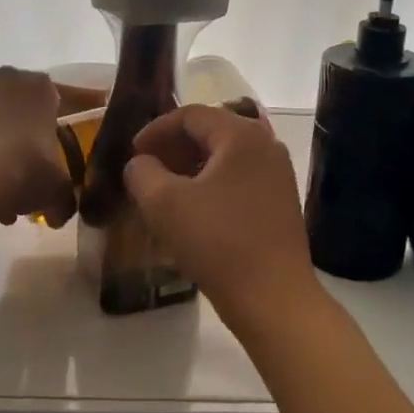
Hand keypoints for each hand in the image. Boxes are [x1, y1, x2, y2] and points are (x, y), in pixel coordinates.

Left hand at [0, 68, 74, 228]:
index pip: (56, 103)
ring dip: (1, 153)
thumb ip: (65, 199)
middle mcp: (9, 80)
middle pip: (24, 114)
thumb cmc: (26, 169)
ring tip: (2, 193)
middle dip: (26, 144)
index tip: (54, 159)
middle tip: (29, 177)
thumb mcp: (58, 189)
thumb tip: (61, 213)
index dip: (55, 134)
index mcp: (42, 87)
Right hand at [123, 105, 319, 340]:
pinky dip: (211, 185)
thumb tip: (140, 163)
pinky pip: (239, 179)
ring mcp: (278, 174)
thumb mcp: (165, 204)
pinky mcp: (280, 201)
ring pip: (225, 157)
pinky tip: (193, 211)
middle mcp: (266, 145)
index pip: (191, 114)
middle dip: (173, 148)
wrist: (273, 297)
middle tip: (146, 170)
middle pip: (211, 132)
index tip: (133, 152)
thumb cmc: (217, 242)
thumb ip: (142, 173)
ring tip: (164, 191)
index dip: (156, 129)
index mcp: (241, 135)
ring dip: (191, 168)